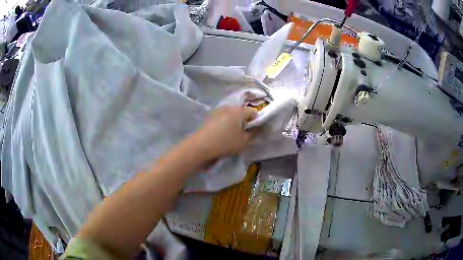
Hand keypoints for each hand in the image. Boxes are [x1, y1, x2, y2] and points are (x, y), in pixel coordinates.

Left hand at [194, 106, 257, 159]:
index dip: (257, 121)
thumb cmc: (225, 143)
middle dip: (245, 120)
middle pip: (241, 111)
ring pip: (231, 114)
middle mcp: (229, 107)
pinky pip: (222, 117)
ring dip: (234, 121)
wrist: (200, 146)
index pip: (253, 112)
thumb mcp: (243, 142)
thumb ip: (253, 134)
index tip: (255, 131)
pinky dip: (225, 123)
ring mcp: (218, 110)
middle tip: (244, 133)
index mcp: (239, 111)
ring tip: (232, 134)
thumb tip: (258, 129)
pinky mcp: (209, 116)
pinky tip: (222, 133)